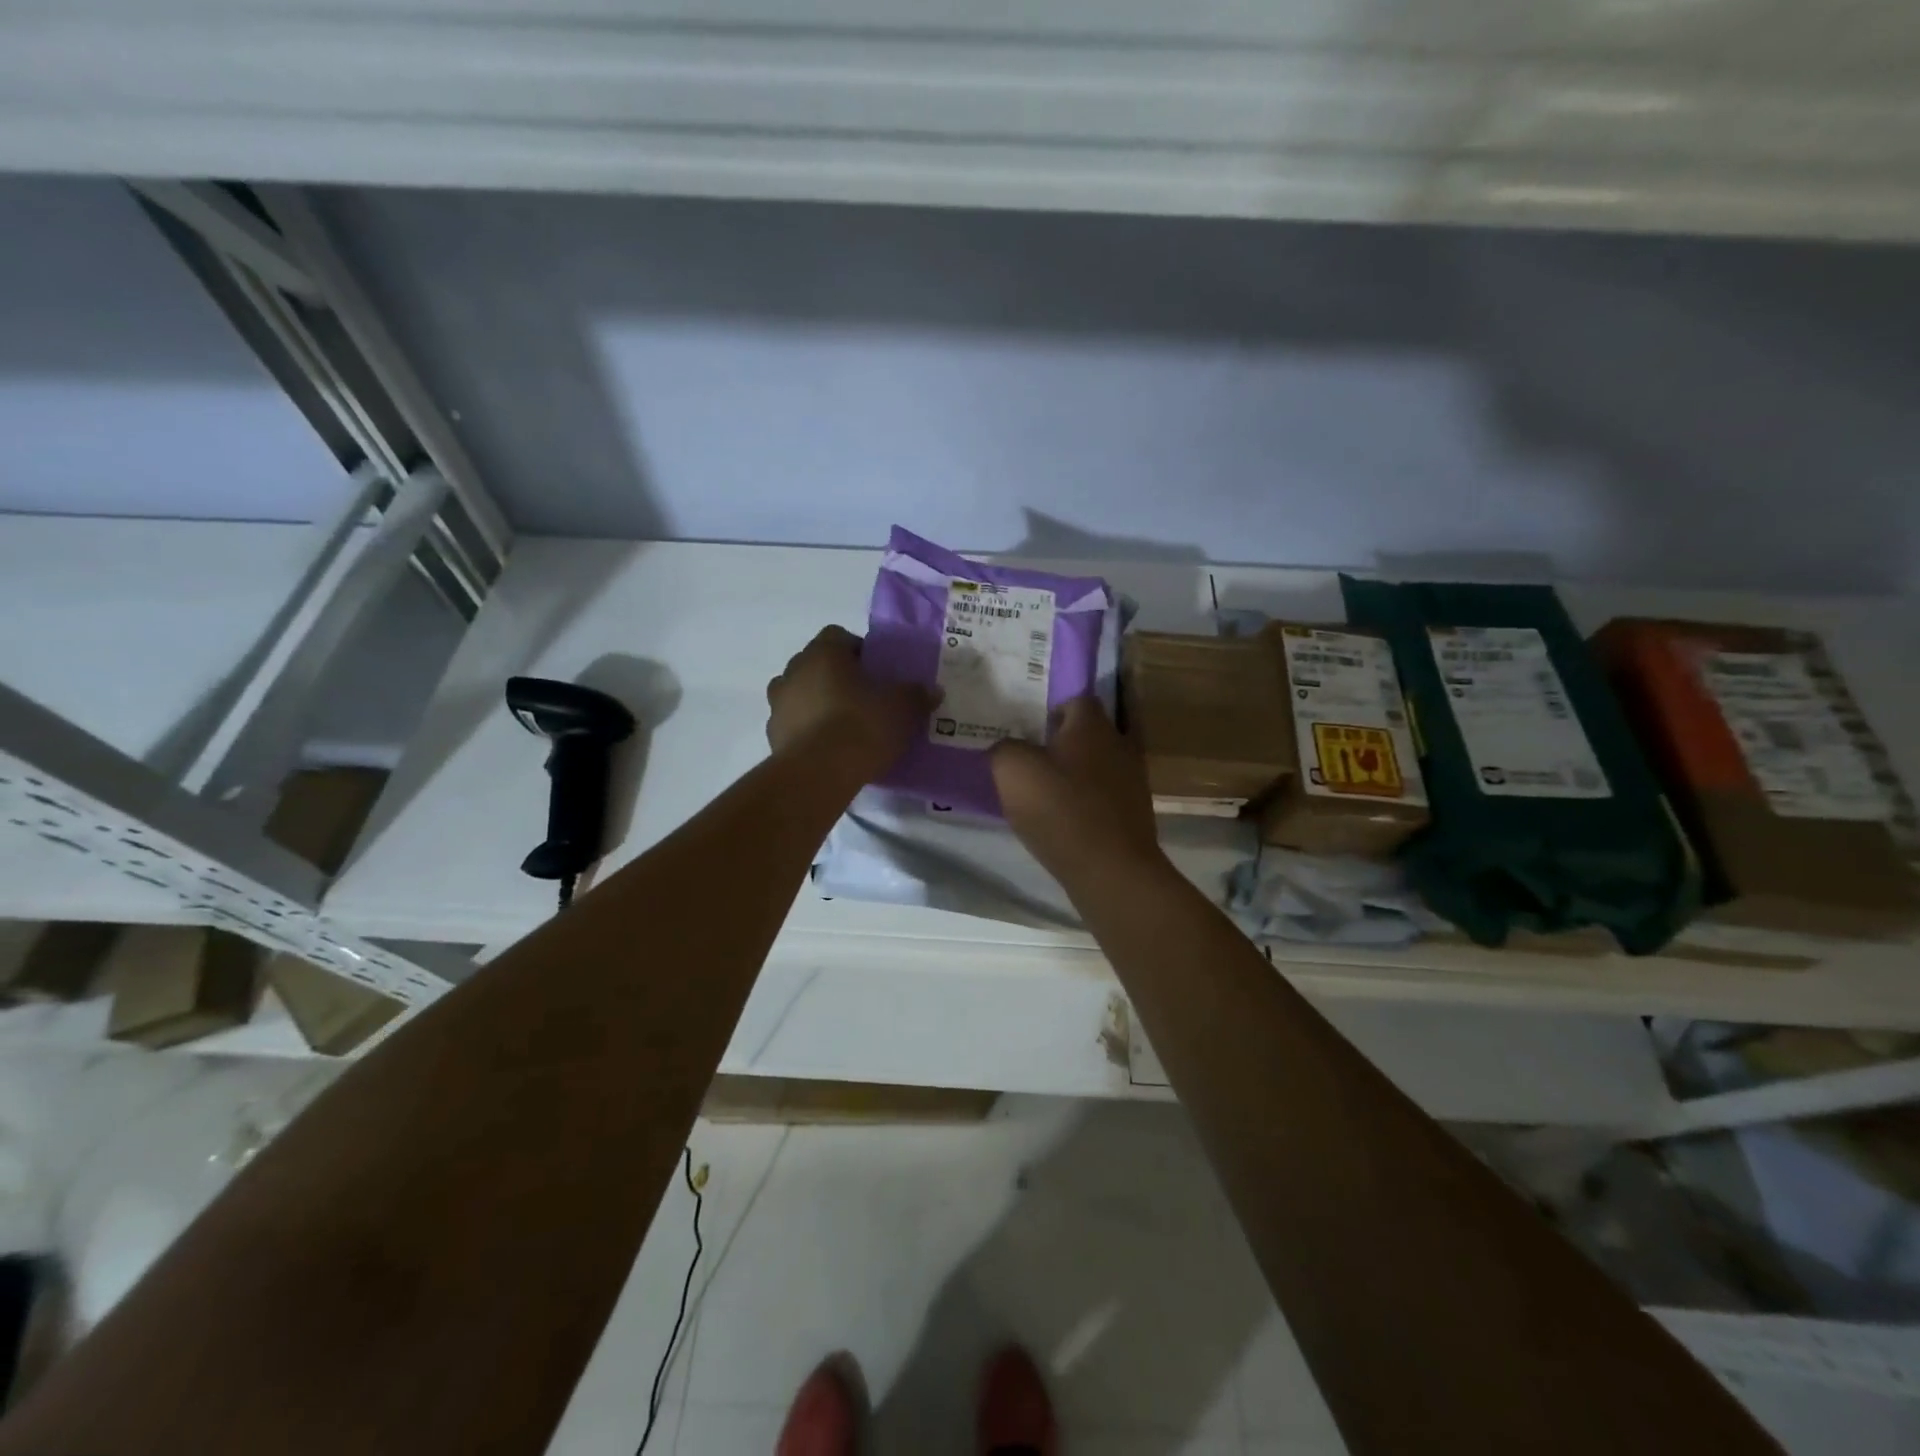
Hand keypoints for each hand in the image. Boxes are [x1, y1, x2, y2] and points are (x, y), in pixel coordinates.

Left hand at [766, 625, 934, 777]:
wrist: (819, 773)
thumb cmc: (861, 726)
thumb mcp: (902, 709)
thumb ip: (916, 695)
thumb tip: (932, 691)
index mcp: (823, 652)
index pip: (838, 636)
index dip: (858, 651)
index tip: (876, 672)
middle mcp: (794, 670)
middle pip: (817, 664)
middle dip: (838, 677)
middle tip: (864, 699)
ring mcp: (778, 703)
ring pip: (802, 694)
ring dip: (819, 703)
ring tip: (844, 727)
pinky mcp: (772, 735)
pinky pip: (794, 724)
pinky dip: (808, 731)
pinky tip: (829, 749)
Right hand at [991, 697, 1164, 884]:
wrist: (1111, 870)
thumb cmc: (1061, 810)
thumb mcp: (1012, 772)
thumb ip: (1004, 749)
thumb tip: (1006, 748)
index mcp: (1092, 726)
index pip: (1076, 699)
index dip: (1051, 709)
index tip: (1029, 727)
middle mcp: (1119, 744)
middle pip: (1089, 731)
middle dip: (1063, 741)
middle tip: (1032, 756)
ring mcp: (1132, 780)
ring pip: (1099, 763)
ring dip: (1076, 772)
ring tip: (1045, 789)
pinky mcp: (1134, 813)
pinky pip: (1105, 795)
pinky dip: (1086, 800)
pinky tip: (1064, 817)